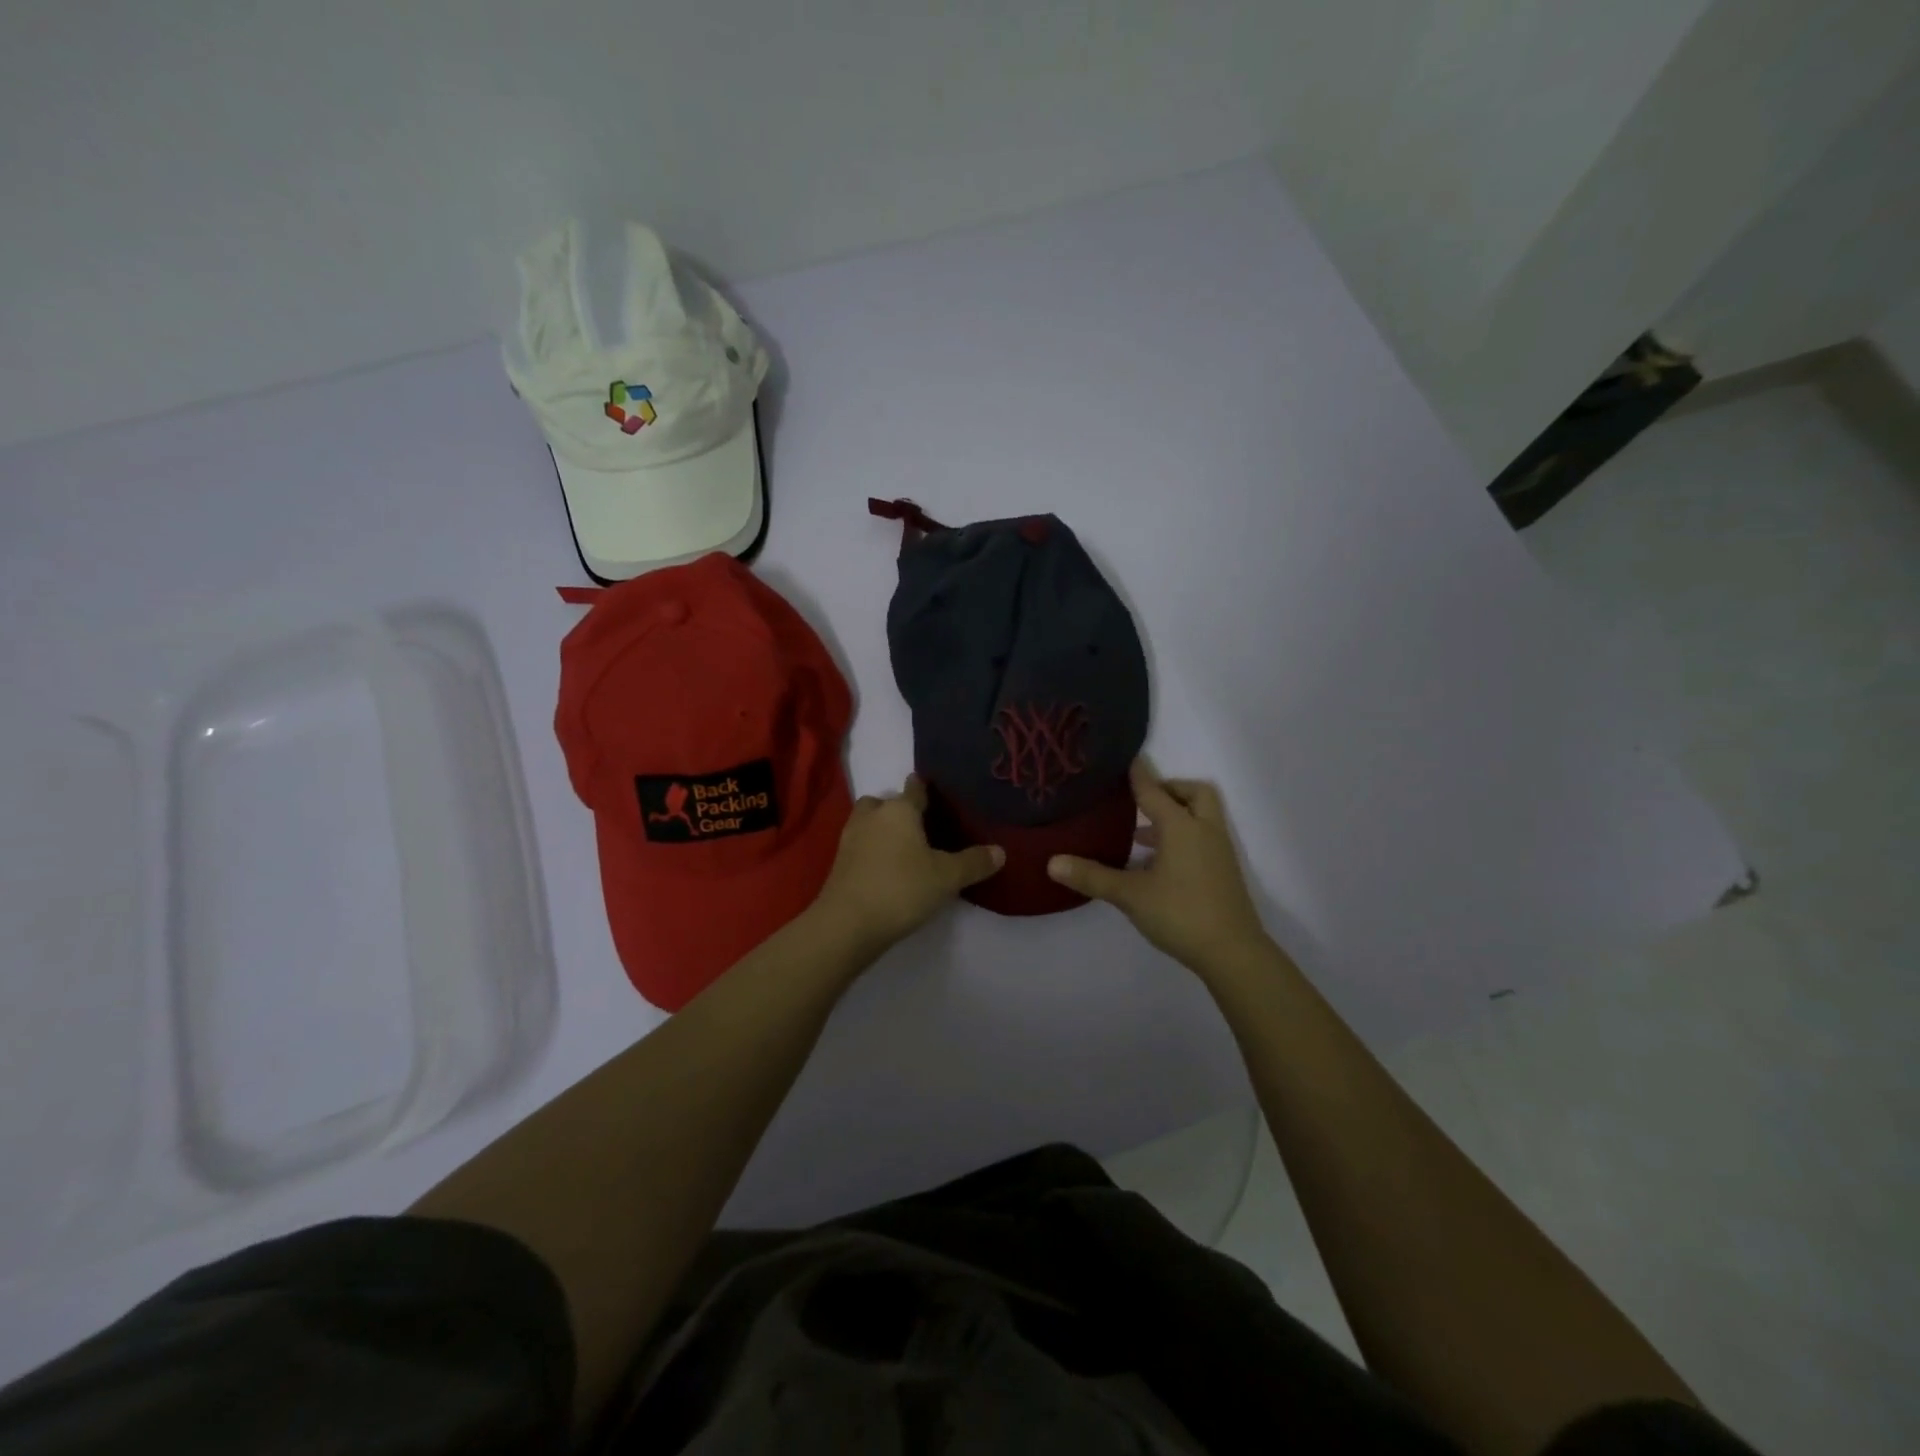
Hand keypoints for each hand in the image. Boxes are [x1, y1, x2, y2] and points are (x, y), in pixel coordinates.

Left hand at [812, 775, 1003, 957]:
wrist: (848, 924)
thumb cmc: (901, 888)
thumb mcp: (947, 877)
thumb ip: (974, 862)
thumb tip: (1000, 851)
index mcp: (899, 810)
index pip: (914, 788)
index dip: (925, 789)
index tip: (936, 794)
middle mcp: (872, 816)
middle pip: (885, 802)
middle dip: (898, 809)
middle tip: (920, 827)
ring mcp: (850, 838)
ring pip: (868, 822)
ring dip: (882, 829)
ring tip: (904, 848)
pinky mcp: (839, 862)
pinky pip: (860, 845)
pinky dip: (872, 850)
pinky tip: (887, 868)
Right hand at [1047, 759, 1267, 975]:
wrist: (1233, 953)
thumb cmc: (1180, 914)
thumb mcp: (1130, 895)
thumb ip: (1092, 876)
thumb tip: (1052, 862)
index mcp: (1181, 827)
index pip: (1154, 790)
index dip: (1138, 773)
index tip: (1125, 757)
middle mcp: (1204, 830)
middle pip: (1194, 793)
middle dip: (1170, 789)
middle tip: (1142, 800)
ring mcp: (1218, 851)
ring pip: (1201, 816)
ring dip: (1176, 815)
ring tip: (1140, 833)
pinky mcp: (1223, 871)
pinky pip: (1202, 837)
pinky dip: (1183, 837)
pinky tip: (1157, 863)